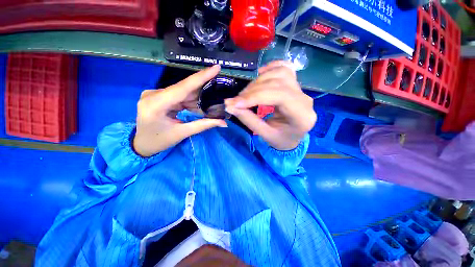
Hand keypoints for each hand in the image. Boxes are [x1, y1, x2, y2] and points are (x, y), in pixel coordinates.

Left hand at [133, 65, 226, 156]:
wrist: (142, 144)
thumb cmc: (159, 141)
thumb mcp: (182, 133)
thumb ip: (204, 125)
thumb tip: (224, 123)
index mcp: (156, 104)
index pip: (183, 87)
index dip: (201, 77)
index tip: (216, 68)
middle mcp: (153, 94)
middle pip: (184, 89)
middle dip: (202, 92)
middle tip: (218, 93)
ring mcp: (155, 94)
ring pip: (183, 92)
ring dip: (197, 99)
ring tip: (209, 106)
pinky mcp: (158, 96)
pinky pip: (179, 96)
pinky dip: (190, 101)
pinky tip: (198, 107)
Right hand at [225, 61, 315, 150]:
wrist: (292, 138)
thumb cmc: (280, 140)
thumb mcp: (265, 135)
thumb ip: (248, 120)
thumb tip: (230, 106)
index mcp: (302, 115)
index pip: (280, 96)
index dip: (255, 96)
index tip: (235, 103)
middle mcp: (305, 99)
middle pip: (278, 83)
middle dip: (253, 90)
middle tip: (236, 100)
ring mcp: (302, 90)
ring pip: (280, 73)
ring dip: (259, 80)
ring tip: (246, 93)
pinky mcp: (295, 86)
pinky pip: (285, 69)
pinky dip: (271, 69)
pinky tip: (260, 73)